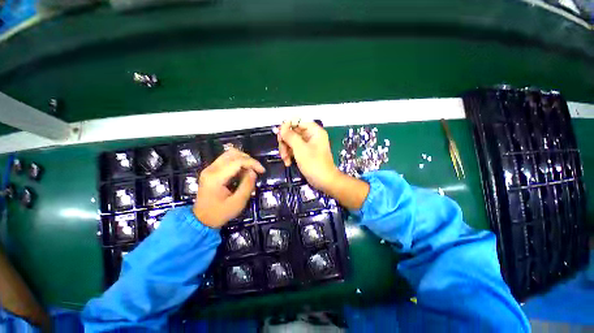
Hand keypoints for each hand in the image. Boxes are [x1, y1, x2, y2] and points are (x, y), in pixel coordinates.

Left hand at [193, 148, 264, 227]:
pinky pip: (227, 160)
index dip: (252, 163)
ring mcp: (210, 168)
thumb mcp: (238, 203)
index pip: (237, 161)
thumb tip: (253, 172)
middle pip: (233, 153)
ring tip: (250, 171)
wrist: (201, 220)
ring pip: (230, 154)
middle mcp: (211, 169)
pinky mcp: (212, 170)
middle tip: (256, 170)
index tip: (262, 171)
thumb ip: (247, 186)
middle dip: (248, 159)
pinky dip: (238, 163)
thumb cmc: (220, 213)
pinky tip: (242, 173)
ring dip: (243, 160)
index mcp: (216, 177)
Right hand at [276, 120, 339, 192]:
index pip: (298, 122)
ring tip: (285, 160)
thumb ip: (290, 136)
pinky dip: (289, 155)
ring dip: (286, 150)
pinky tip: (288, 163)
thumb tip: (282, 126)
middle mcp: (311, 136)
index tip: (279, 135)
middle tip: (282, 151)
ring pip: (292, 141)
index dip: (287, 127)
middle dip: (285, 142)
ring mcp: (308, 145)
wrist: (324, 181)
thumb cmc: (314, 163)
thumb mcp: (300, 148)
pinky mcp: (305, 153)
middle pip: (293, 132)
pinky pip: (294, 149)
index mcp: (314, 131)